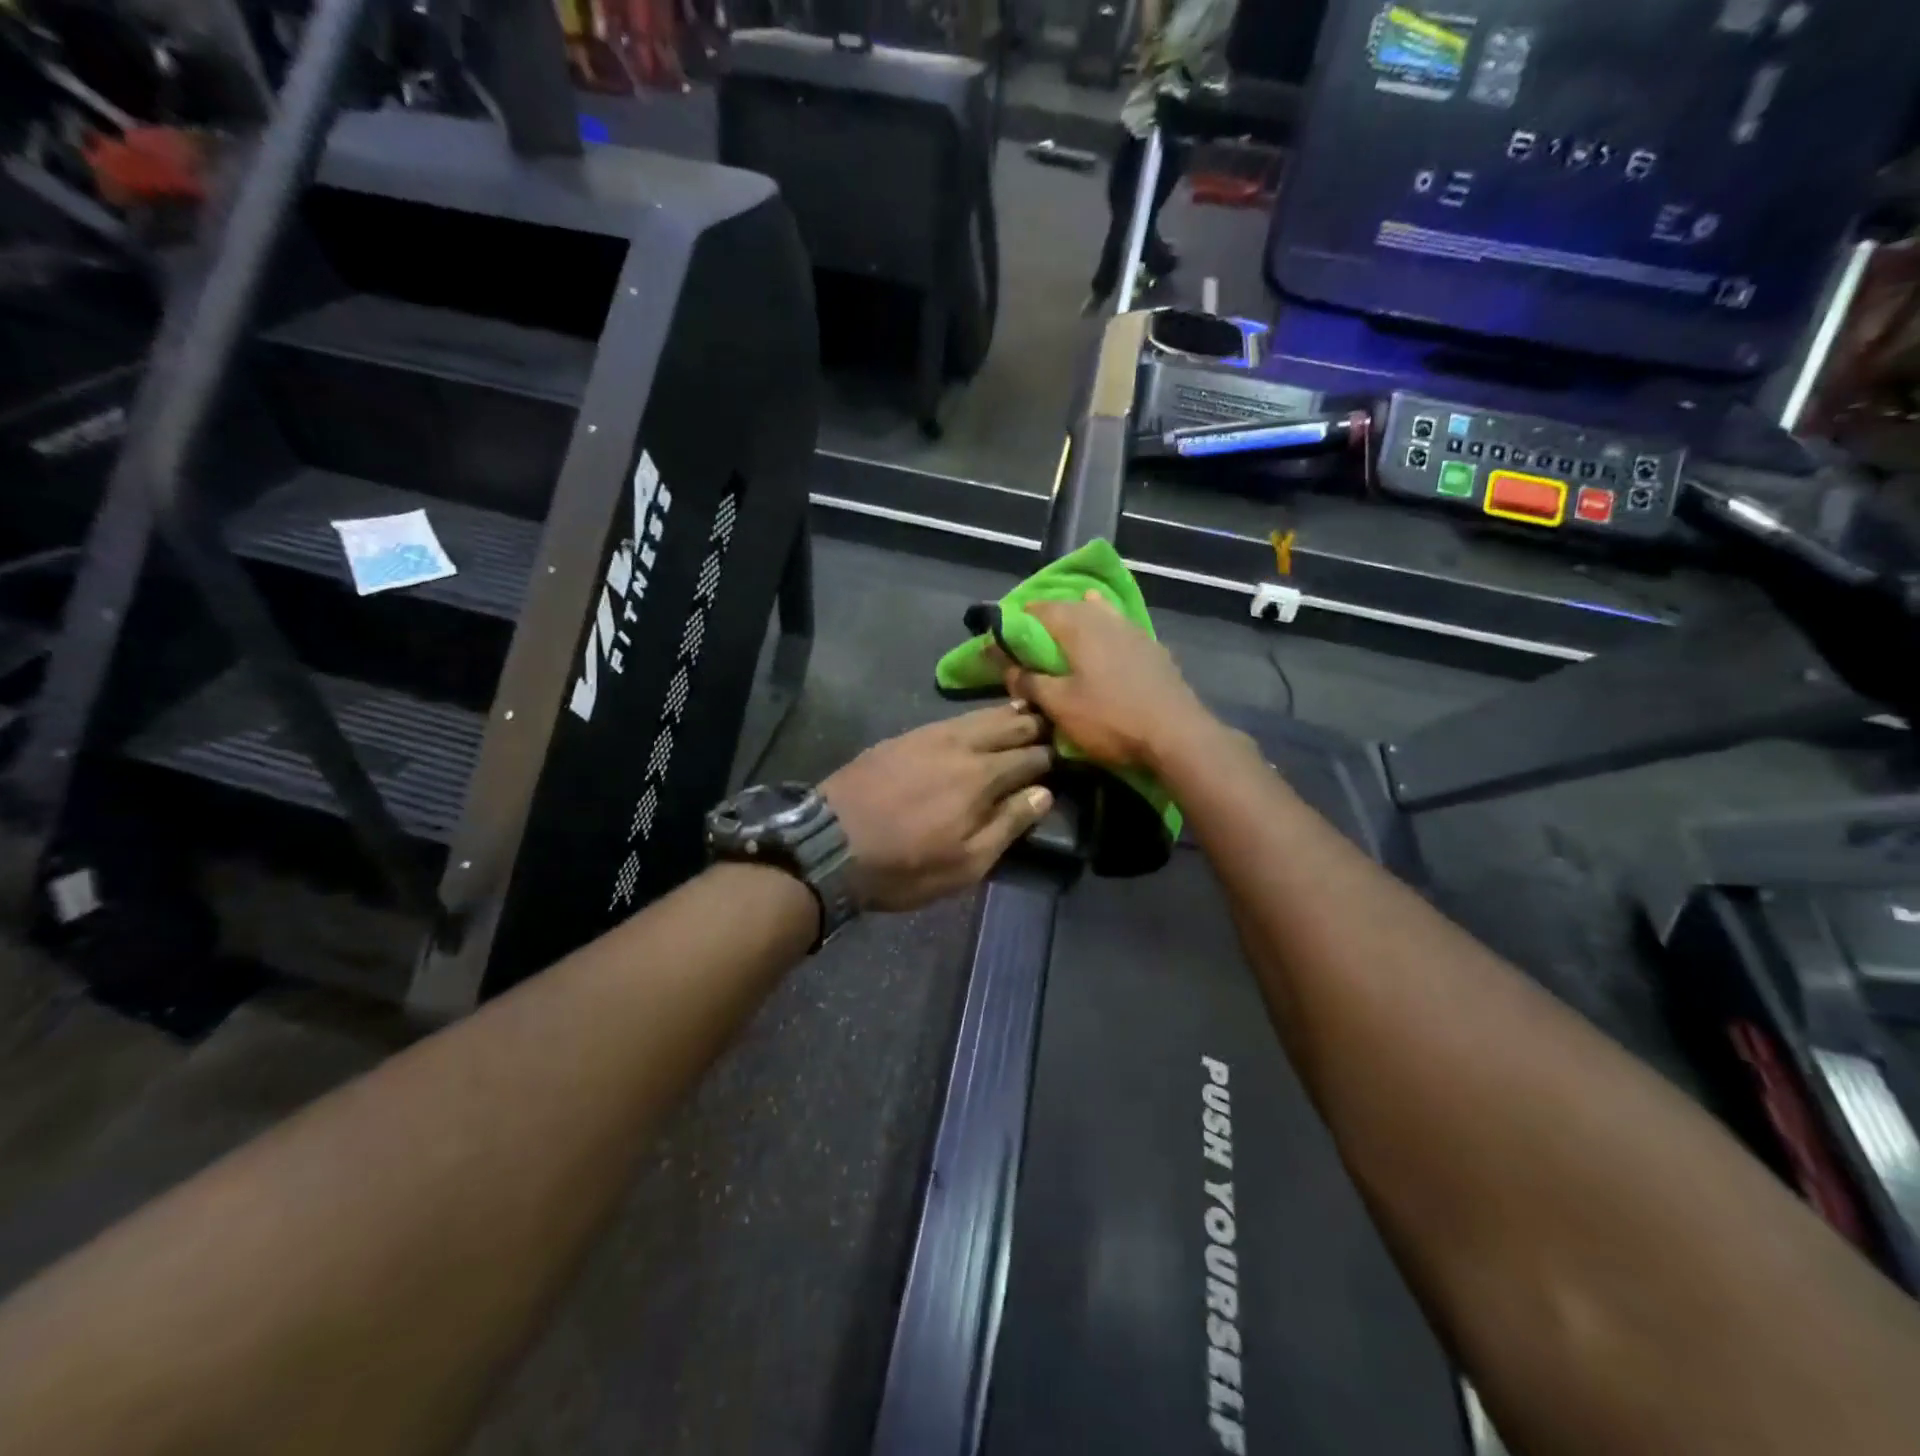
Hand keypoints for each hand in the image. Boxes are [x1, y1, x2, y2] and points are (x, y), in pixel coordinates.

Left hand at [820, 704, 1054, 911]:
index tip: (1069, 755)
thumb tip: (1044, 793)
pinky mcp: (904, 736)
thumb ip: (1008, 824)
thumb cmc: (904, 866)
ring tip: (1027, 711)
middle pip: (1008, 726)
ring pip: (980, 715)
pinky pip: (951, 718)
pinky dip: (975, 717)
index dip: (1053, 756)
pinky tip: (978, 721)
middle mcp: (961, 745)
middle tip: (1056, 724)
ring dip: (1008, 714)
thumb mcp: (965, 864)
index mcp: (982, 777)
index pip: (1030, 757)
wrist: (829, 846)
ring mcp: (929, 735)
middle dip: (1035, 725)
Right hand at [1003, 591, 1212, 770]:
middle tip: (1032, 643)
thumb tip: (1007, 667)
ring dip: (1079, 622)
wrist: (1176, 735)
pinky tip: (1103, 650)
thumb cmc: (1110, 718)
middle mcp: (1106, 618)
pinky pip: (1118, 631)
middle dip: (1048, 620)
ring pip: (1099, 614)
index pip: (1039, 609)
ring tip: (1065, 640)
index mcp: (1079, 625)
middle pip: (1070, 607)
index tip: (1004, 639)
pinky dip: (1103, 634)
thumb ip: (1029, 682)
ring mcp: (1134, 630)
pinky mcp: (1152, 648)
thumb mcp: (1059, 705)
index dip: (1017, 621)